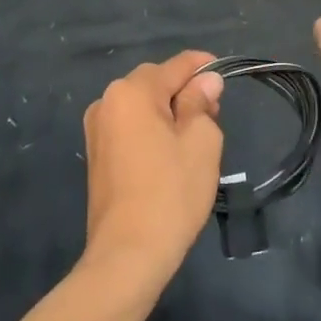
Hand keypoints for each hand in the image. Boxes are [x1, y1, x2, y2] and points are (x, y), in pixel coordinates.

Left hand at [82, 52, 223, 280]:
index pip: (176, 65)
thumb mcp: (201, 140)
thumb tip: (205, 82)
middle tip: (214, 114)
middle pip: (156, 82)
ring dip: (168, 111)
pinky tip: (169, 154)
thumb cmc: (171, 192)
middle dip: (185, 91)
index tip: (224, 72)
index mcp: (132, 91)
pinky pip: (130, 127)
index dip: (203, 66)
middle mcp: (107, 101)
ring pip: (142, 105)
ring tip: (194, 138)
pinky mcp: (96, 155)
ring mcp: (97, 129)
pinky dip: (151, 130)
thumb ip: (202, 102)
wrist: (128, 255)